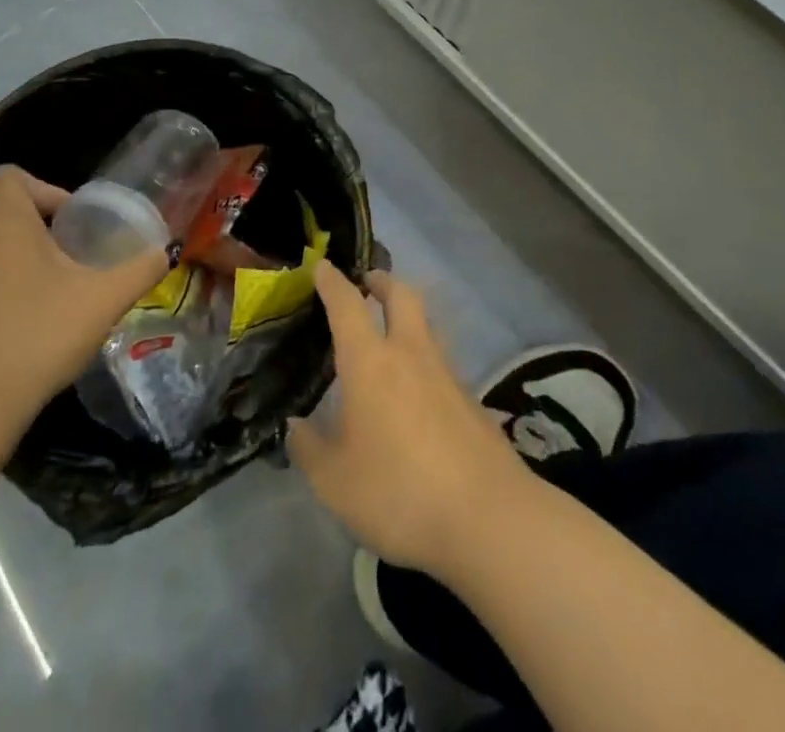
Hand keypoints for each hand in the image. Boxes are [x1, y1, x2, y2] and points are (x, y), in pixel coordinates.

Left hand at [0, 166, 168, 440]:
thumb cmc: (41, 332)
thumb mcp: (105, 298)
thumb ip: (141, 268)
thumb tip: (167, 250)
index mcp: (2, 220)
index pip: (11, 176)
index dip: (48, 188)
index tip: (77, 220)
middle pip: (0, 201)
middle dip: (39, 213)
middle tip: (74, 242)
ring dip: (22, 242)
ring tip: (61, 273)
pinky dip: (5, 270)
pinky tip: (36, 305)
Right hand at [290, 262, 532, 577]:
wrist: (488, 518)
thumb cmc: (399, 492)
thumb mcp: (335, 482)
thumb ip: (309, 449)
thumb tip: (296, 426)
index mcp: (370, 362)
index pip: (347, 305)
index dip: (332, 282)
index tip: (322, 266)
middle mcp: (410, 354)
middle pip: (401, 295)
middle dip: (382, 281)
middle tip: (367, 283)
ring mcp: (447, 374)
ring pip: (426, 325)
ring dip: (408, 316)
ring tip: (391, 334)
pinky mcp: (472, 400)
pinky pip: (442, 363)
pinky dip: (425, 360)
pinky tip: (418, 392)